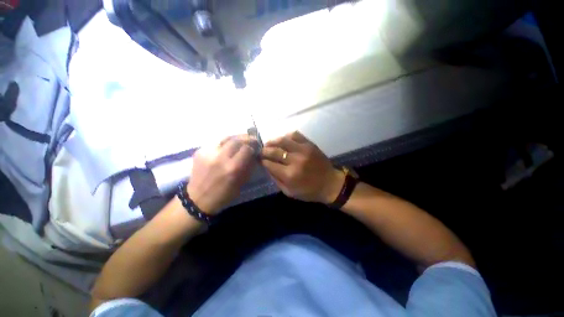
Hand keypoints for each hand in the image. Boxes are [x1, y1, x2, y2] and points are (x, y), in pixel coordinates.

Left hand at [188, 135, 255, 214]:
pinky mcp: (199, 151)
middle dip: (246, 138)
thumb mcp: (241, 183)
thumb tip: (254, 154)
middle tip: (252, 139)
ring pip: (225, 137)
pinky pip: (216, 142)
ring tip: (241, 139)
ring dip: (236, 137)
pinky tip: (228, 146)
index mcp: (232, 168)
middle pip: (236, 140)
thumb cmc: (223, 194)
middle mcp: (220, 158)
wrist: (197, 199)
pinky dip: (225, 143)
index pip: (246, 149)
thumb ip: (248, 167)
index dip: (253, 147)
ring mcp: (208, 153)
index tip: (256, 148)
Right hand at [261, 131, 344, 203]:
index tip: (259, 159)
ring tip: (269, 144)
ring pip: (283, 140)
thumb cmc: (309, 191)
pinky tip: (284, 140)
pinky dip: (286, 136)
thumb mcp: (289, 192)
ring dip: (273, 141)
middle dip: (264, 150)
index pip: (269, 163)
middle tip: (261, 151)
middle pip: (274, 151)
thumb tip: (266, 166)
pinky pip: (295, 134)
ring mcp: (303, 150)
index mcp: (289, 175)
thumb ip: (276, 179)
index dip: (262, 161)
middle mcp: (295, 160)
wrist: (330, 184)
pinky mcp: (310, 144)